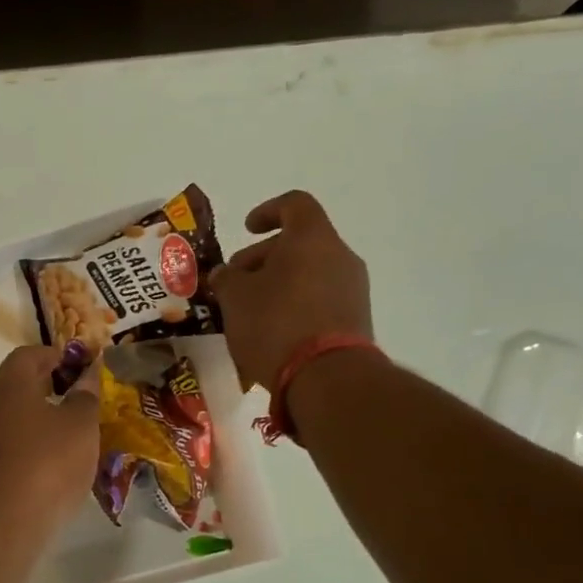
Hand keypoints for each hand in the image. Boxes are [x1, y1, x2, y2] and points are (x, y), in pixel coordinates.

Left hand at [0, 345, 100, 538]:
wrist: (0, 524)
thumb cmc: (47, 464)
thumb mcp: (81, 427)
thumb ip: (85, 397)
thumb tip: (87, 376)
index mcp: (10, 384)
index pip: (27, 355)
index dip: (51, 354)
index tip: (73, 362)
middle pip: (12, 384)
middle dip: (39, 384)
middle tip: (69, 393)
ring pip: (8, 416)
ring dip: (32, 417)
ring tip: (63, 431)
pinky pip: (5, 445)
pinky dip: (24, 445)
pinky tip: (46, 463)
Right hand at [209, 191, 371, 390]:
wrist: (326, 377)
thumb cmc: (275, 324)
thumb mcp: (235, 298)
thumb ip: (227, 278)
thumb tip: (226, 273)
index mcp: (312, 238)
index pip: (294, 204)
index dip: (267, 211)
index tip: (246, 229)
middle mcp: (339, 256)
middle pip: (301, 243)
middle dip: (264, 258)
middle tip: (236, 282)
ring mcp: (353, 289)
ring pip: (310, 273)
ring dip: (279, 284)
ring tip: (250, 311)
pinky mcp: (355, 320)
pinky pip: (320, 300)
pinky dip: (295, 305)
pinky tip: (273, 331)